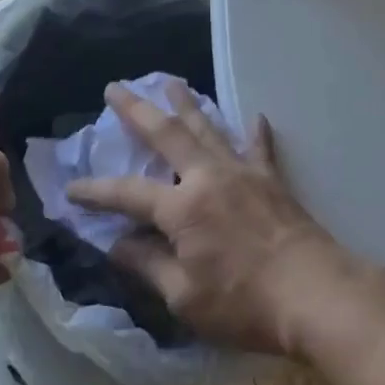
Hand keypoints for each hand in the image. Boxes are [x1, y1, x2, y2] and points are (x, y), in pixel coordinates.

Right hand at [65, 81, 356, 355]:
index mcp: (181, 208)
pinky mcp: (271, 179)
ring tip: (172, 82)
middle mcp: (208, 177)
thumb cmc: (243, 303)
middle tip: (115, 88)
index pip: (128, 194)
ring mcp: (242, 172)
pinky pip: (260, 148)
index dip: (96, 192)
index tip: (71, 189)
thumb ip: (149, 266)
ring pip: (209, 128)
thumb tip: (116, 244)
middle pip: (166, 135)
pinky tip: (255, 116)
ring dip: (187, 104)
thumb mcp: (185, 297)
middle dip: (137, 110)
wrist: (313, 292)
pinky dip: (255, 132)